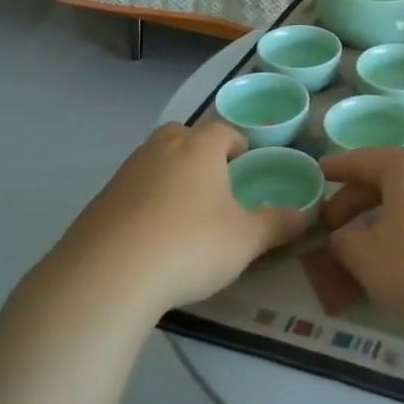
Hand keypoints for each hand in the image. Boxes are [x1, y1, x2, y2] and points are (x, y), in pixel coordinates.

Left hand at [44, 121, 309, 313]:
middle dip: (197, 149)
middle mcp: (160, 151)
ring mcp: (125, 175)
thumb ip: (277, 225)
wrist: (109, 275)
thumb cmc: (191, 244)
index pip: (221, 129)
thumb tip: (305, 216)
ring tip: (182, 210)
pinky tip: (150, 236)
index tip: (244, 158)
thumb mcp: (246, 240)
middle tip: (212, 178)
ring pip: (152, 161)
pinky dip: (142, 203)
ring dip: (168, 175)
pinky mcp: (98, 203)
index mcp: (199, 149)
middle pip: (180, 135)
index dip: (235, 141)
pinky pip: (129, 192)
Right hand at [320, 148, 403, 337]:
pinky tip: (402, 254)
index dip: (335, 168)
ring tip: (364, 244)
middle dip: (355, 200)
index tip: (316, 173)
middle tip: (331, 225)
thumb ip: (345, 244)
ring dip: (382, 216)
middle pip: (386, 178)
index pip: (361, 160)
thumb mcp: (369, 259)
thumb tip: (343, 236)